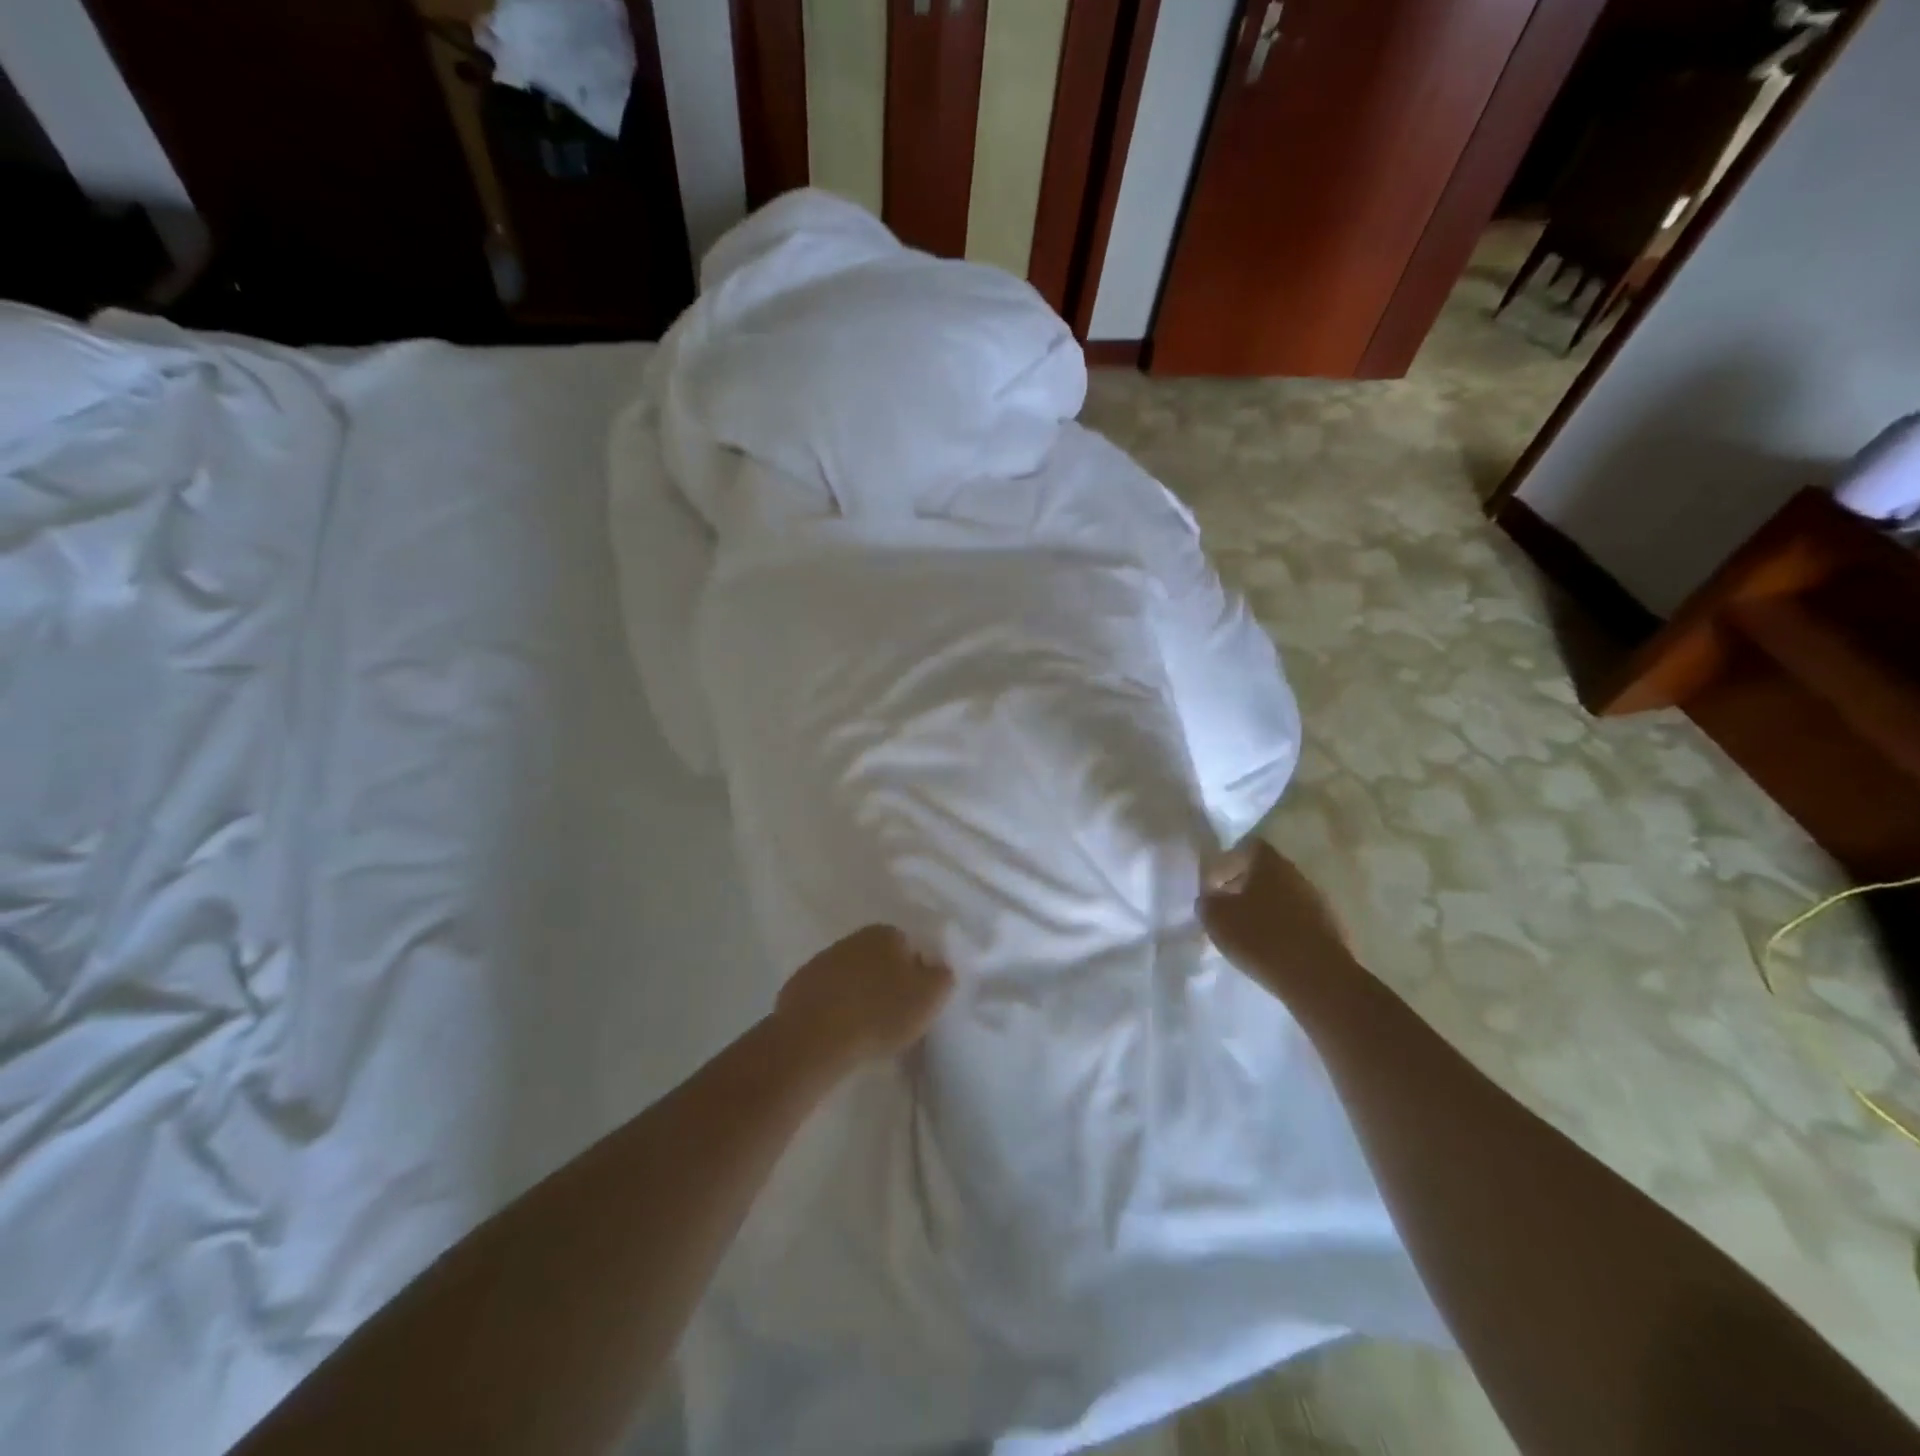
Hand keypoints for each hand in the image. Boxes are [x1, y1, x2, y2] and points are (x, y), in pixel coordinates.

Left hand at [774, 925, 953, 1066]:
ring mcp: (821, 960)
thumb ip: (942, 976)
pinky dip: (833, 1009)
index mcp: (886, 933)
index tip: (916, 1002)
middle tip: (893, 1015)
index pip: (909, 947)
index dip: (916, 975)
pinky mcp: (798, 986)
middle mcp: (852, 938)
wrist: (816, 1037)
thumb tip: (938, 967)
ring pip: (851, 976)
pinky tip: (838, 1032)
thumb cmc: (881, 1012)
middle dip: (886, 982)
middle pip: (878, 959)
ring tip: (865, 1028)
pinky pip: (825, 996)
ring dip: (858, 994)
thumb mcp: (930, 996)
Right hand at [1198, 840, 1357, 1002]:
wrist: (1316, 978)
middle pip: (1266, 872)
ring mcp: (1317, 902)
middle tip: (1226, 908)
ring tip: (1246, 932)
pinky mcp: (1328, 930)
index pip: (1247, 847)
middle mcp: (1296, 875)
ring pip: (1283, 896)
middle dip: (1244, 886)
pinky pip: (1297, 920)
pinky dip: (1281, 928)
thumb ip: (1208, 901)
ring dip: (1264, 908)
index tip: (1213, 884)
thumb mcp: (1216, 918)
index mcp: (1270, 863)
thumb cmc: (1260, 937)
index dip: (1227, 862)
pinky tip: (1269, 948)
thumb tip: (1210, 897)